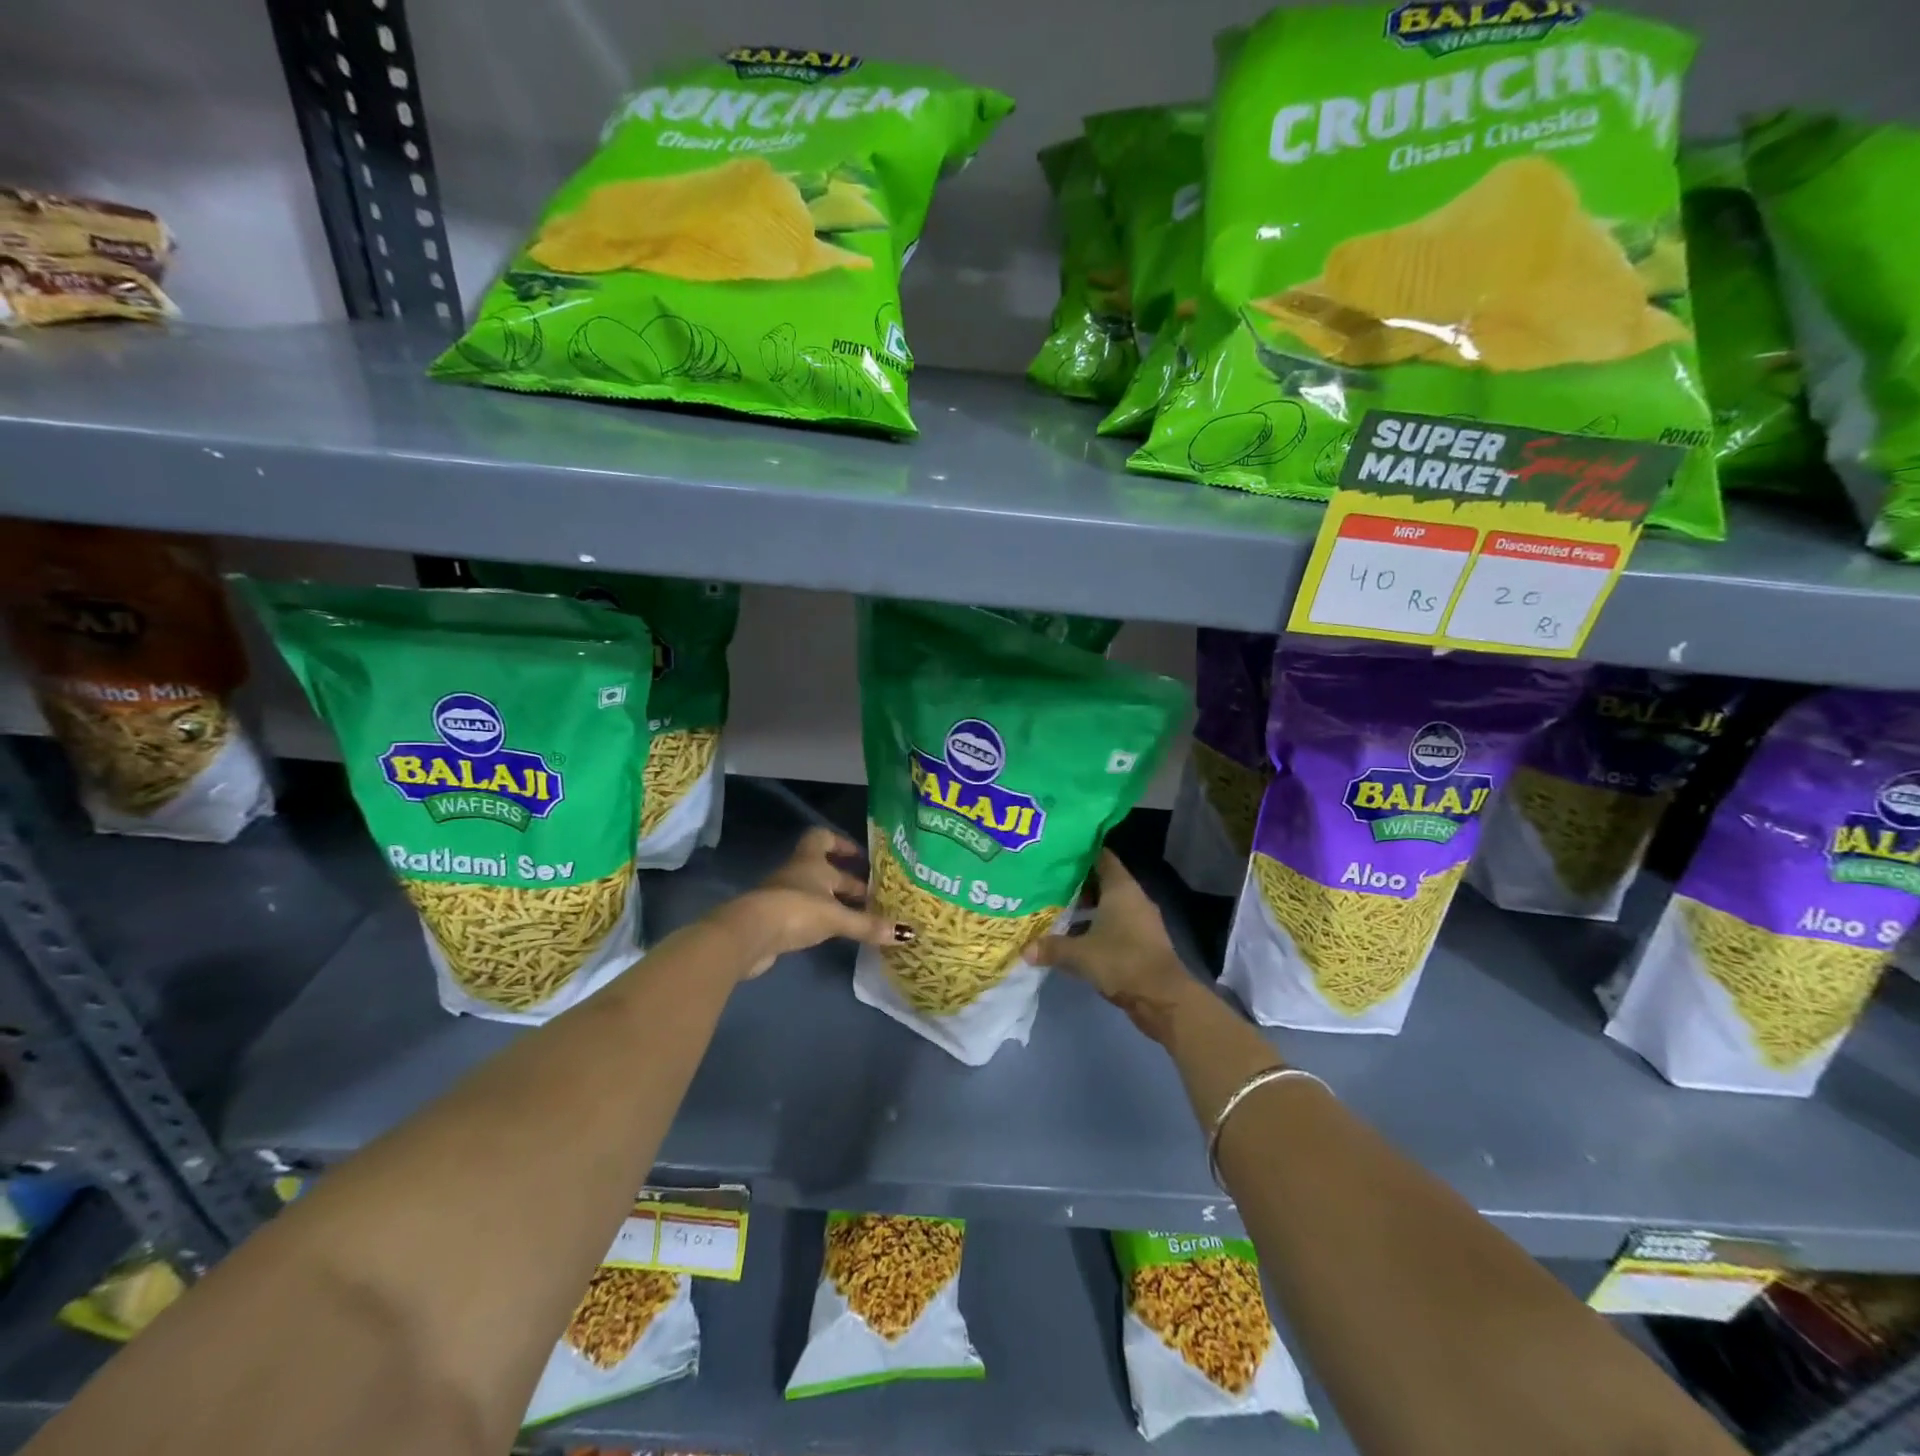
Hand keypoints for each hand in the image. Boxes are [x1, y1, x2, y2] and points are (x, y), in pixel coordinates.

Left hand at [714, 827, 913, 979]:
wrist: (748, 935)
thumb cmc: (795, 910)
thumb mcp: (836, 917)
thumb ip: (868, 924)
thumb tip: (906, 933)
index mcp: (810, 861)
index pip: (823, 838)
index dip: (842, 844)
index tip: (862, 857)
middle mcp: (797, 873)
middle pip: (825, 870)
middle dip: (848, 881)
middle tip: (874, 895)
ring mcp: (784, 897)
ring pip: (816, 893)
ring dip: (836, 903)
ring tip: (862, 917)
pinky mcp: (776, 922)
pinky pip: (805, 915)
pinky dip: (822, 921)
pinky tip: (837, 934)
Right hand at [1030, 850, 1196, 1039]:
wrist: (1163, 998)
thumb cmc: (1122, 961)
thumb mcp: (1080, 954)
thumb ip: (1052, 948)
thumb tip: (1024, 950)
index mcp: (1121, 889)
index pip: (1101, 857)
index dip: (1081, 853)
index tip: (1057, 853)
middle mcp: (1133, 898)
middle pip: (1104, 881)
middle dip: (1078, 882)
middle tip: (1048, 882)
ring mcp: (1140, 920)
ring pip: (1109, 905)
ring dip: (1087, 907)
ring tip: (1057, 908)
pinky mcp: (1142, 941)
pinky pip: (1115, 924)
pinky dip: (1097, 927)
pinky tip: (1075, 937)